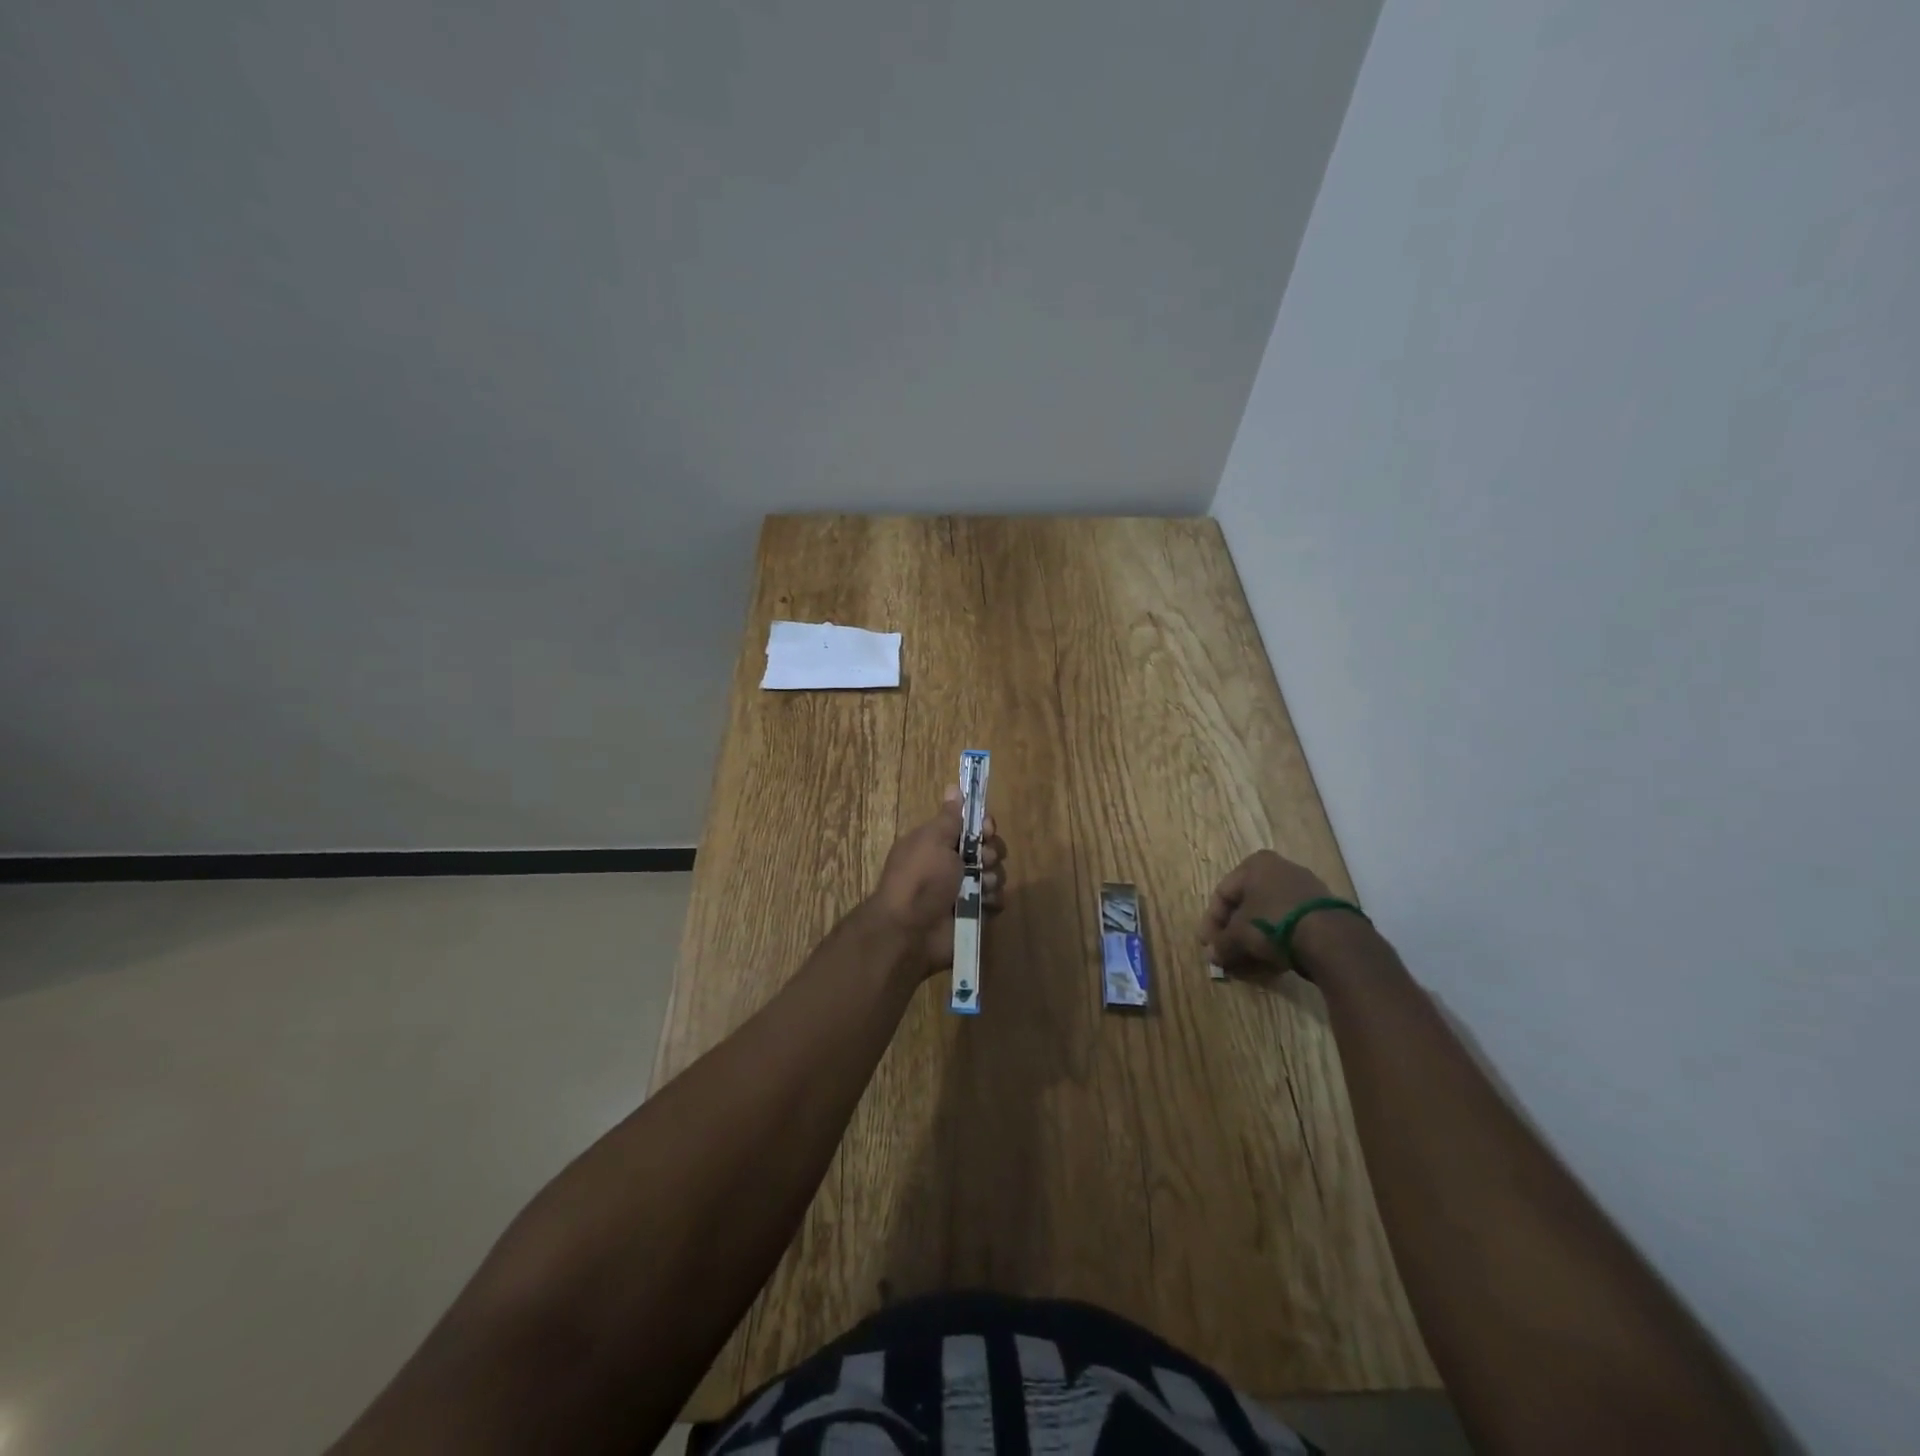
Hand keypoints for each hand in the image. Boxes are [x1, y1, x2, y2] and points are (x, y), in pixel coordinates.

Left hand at [866, 786, 1006, 975]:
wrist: (909, 931)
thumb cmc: (920, 878)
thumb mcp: (932, 840)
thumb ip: (949, 817)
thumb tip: (953, 787)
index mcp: (939, 843)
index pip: (972, 826)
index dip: (984, 825)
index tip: (986, 829)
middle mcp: (952, 865)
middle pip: (989, 849)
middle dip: (992, 852)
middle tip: (982, 861)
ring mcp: (965, 890)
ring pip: (996, 874)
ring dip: (992, 878)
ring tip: (979, 888)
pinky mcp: (975, 914)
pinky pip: (996, 900)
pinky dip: (992, 901)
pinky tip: (983, 904)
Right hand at [1199, 849, 1336, 978]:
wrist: (1331, 938)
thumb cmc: (1273, 923)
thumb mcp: (1239, 935)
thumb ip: (1221, 944)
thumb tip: (1211, 956)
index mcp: (1255, 865)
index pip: (1222, 893)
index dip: (1211, 922)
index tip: (1208, 946)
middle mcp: (1280, 869)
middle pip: (1246, 904)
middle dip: (1233, 932)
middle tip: (1226, 954)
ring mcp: (1305, 888)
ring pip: (1269, 915)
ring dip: (1254, 939)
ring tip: (1247, 963)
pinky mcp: (1323, 909)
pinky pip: (1290, 923)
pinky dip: (1277, 940)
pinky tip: (1271, 961)